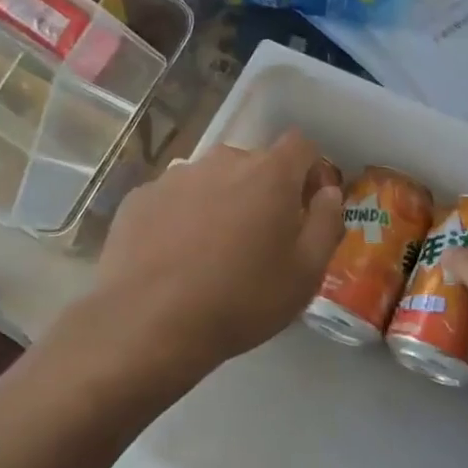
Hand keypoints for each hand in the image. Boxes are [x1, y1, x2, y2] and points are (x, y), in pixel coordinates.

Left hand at [95, 131, 343, 376]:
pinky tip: (173, 258)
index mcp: (269, 173)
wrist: (150, 322)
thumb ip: (327, 221)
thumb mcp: (307, 272)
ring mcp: (175, 176)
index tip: (307, 207)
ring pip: (211, 180)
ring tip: (211, 252)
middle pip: (254, 164)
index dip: (310, 172)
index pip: (301, 146)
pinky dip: (180, 218)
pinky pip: (173, 199)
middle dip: (264, 192)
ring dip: (220, 203)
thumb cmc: (242, 299)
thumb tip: (327, 192)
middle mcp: (222, 160)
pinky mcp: (139, 197)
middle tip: (259, 240)